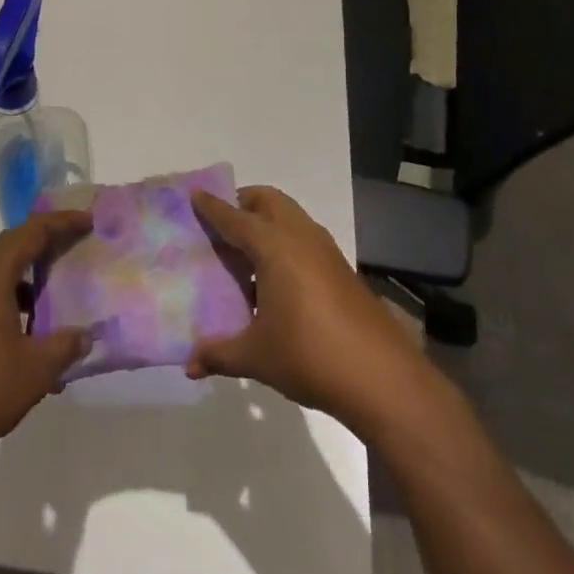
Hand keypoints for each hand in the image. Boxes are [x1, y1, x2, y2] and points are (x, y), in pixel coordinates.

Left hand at [0, 210, 89, 464]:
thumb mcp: (36, 369)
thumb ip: (65, 346)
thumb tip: (86, 335)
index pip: (30, 232)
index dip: (61, 222)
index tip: (89, 221)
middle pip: (14, 244)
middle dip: (47, 239)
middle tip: (79, 240)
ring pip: (3, 271)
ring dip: (33, 271)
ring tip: (64, 284)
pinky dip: (20, 300)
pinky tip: (38, 332)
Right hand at [187, 187, 432, 436]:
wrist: (383, 379)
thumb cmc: (310, 356)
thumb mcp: (256, 357)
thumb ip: (219, 354)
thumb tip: (189, 364)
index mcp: (275, 247)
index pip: (235, 218)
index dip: (213, 207)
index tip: (195, 195)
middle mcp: (301, 238)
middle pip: (269, 201)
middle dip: (244, 202)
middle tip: (222, 222)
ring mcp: (326, 253)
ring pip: (291, 218)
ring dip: (267, 222)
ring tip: (245, 252)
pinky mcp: (342, 271)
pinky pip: (305, 239)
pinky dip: (285, 242)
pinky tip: (275, 280)